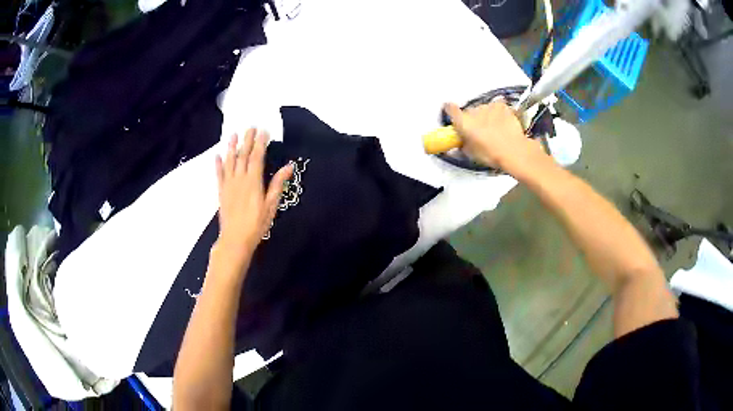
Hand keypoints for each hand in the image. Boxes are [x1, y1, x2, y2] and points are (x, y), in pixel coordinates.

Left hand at [215, 130, 292, 262]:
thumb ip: (278, 184)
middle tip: (250, 126)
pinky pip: (219, 174)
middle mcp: (239, 178)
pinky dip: (218, 164)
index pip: (257, 156)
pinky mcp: (221, 191)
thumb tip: (289, 166)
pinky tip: (217, 155)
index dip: (260, 142)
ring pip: (229, 161)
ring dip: (231, 147)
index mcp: (253, 181)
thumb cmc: (257, 224)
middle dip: (247, 140)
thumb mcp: (271, 205)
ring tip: (233, 134)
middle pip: (243, 155)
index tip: (263, 130)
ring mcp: (228, 184)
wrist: (235, 239)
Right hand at [444, 101, 548, 172]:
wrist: (513, 150)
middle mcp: (474, 110)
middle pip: (470, 112)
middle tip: (480, 132)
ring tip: (495, 129)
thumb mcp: (472, 154)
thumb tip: (462, 142)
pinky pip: (497, 107)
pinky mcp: (502, 106)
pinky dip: (498, 113)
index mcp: (463, 121)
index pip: (450, 109)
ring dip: (486, 116)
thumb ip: (464, 144)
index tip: (453, 115)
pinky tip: (503, 122)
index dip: (450, 111)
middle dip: (473, 119)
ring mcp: (489, 106)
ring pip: (484, 109)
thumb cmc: (491, 154)